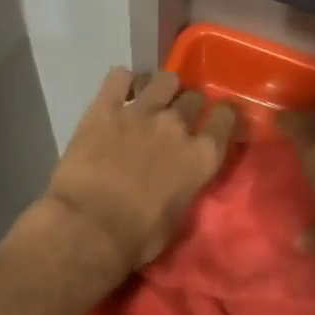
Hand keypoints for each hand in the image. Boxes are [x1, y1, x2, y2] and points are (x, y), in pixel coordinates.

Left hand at [44, 68, 238, 284]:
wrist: (88, 228)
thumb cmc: (138, 237)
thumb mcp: (178, 217)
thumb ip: (186, 185)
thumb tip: (181, 176)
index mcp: (202, 155)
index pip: (226, 117)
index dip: (222, 116)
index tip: (216, 120)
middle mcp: (177, 126)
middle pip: (193, 97)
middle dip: (188, 104)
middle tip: (176, 118)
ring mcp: (140, 112)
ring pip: (164, 79)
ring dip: (161, 88)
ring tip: (151, 98)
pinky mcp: (105, 107)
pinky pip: (118, 77)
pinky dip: (121, 81)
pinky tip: (118, 90)